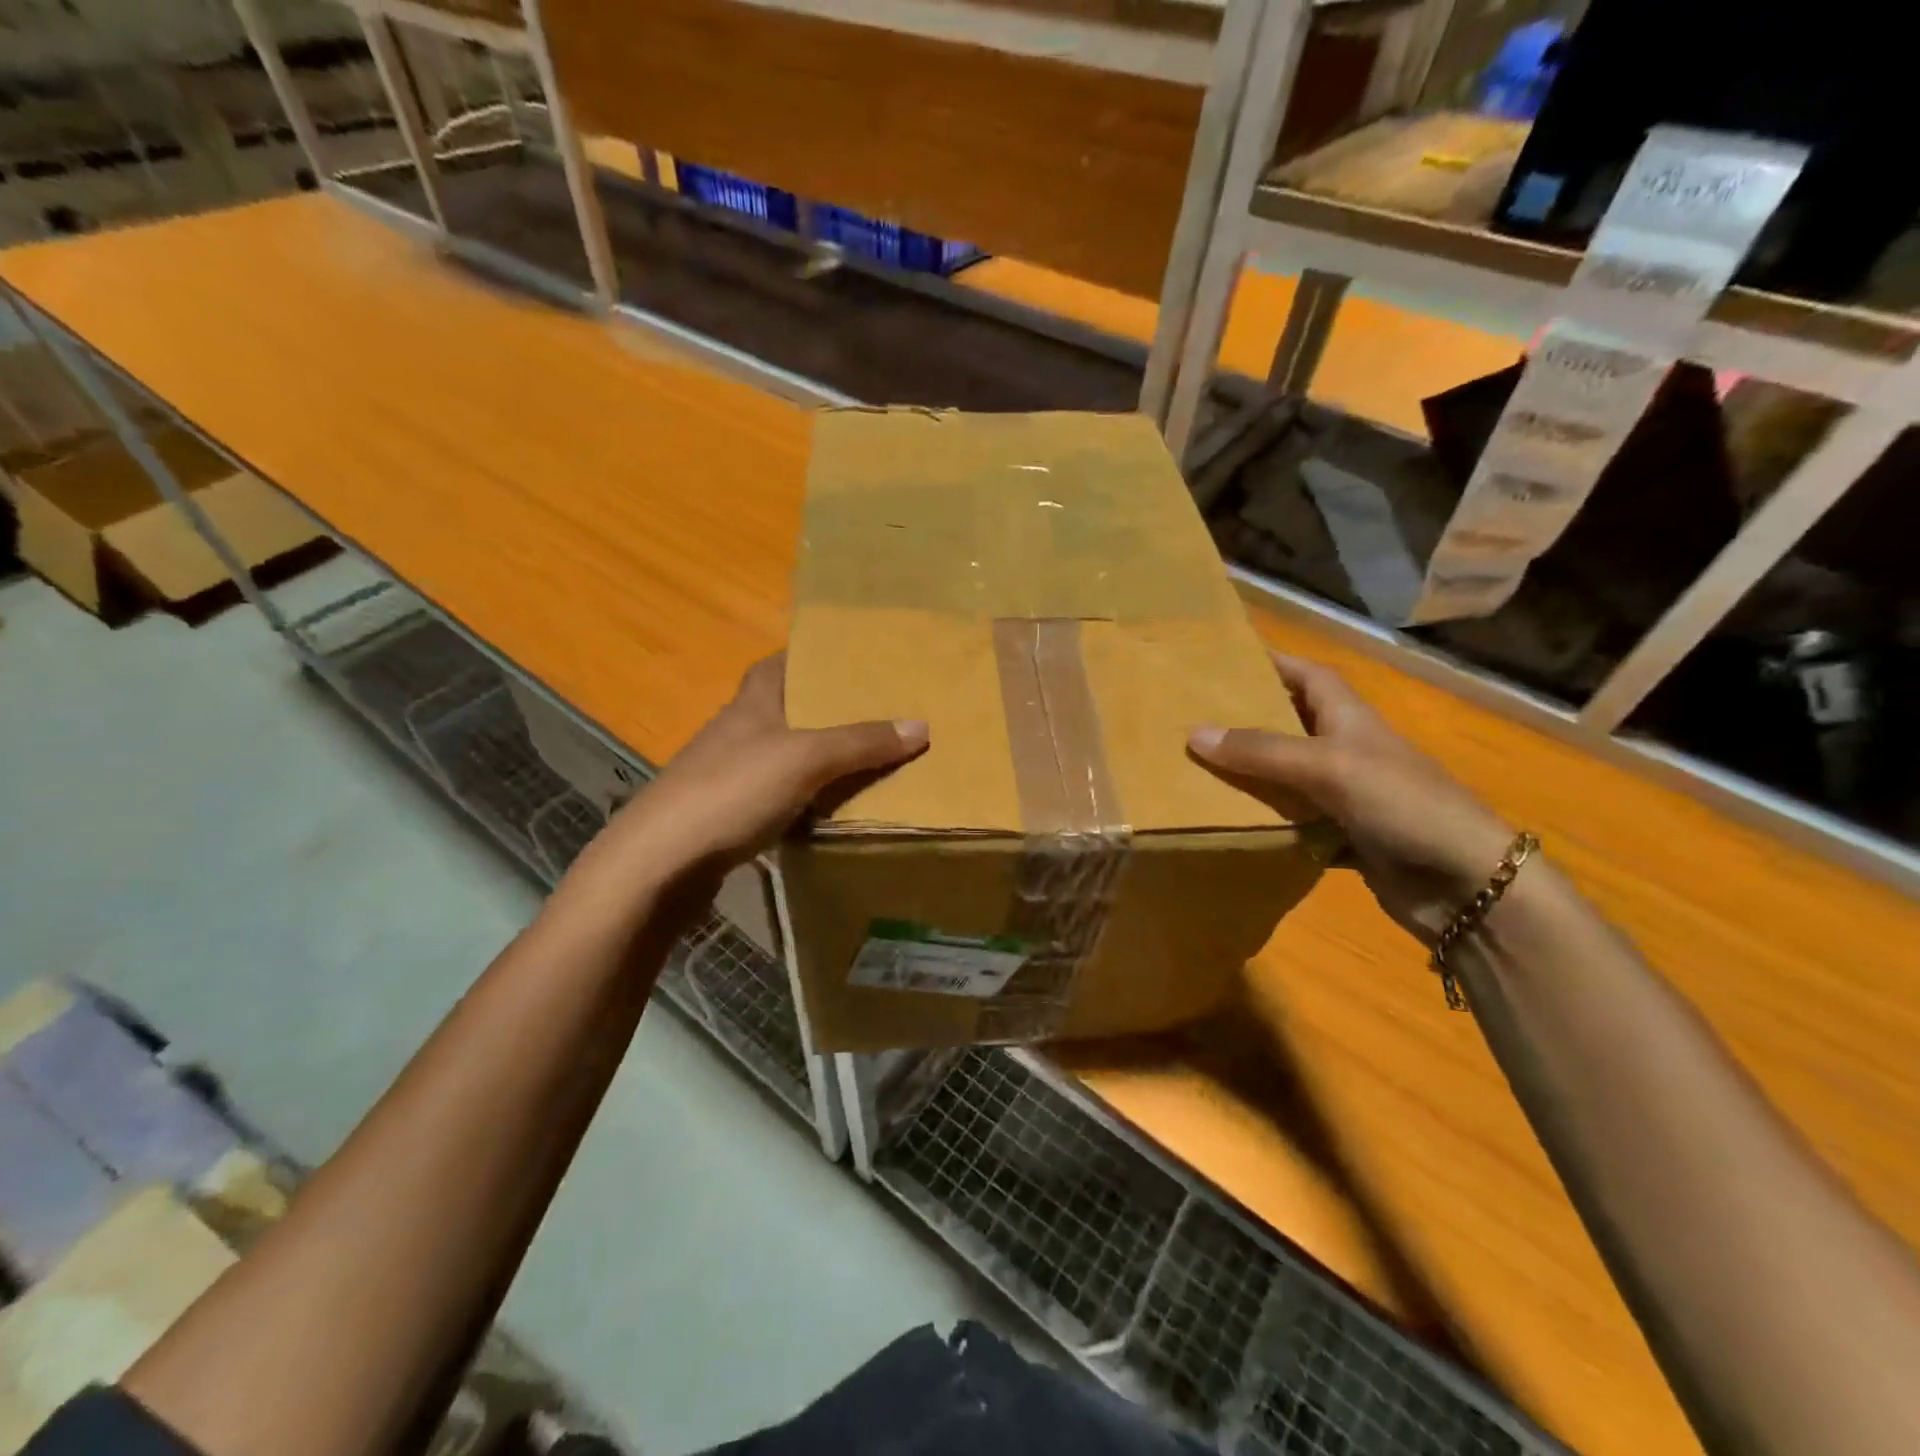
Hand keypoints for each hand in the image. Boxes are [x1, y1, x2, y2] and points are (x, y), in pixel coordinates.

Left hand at [578, 653, 927, 886]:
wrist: (661, 863)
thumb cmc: (731, 790)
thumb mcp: (805, 759)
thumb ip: (861, 743)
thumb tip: (922, 726)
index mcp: (753, 703)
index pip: (779, 663)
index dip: (811, 657)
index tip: (853, 661)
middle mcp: (739, 731)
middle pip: (787, 709)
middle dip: (826, 710)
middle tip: (876, 714)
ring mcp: (729, 774)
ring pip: (784, 755)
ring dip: (818, 757)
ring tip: (867, 759)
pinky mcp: (727, 814)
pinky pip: (778, 795)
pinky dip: (804, 797)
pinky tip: (830, 809)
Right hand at [1188, 654, 1513, 944]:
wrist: (1468, 884)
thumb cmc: (1403, 804)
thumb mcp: (1327, 766)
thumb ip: (1261, 751)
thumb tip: (1193, 734)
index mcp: (1350, 719)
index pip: (1308, 675)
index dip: (1272, 663)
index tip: (1223, 662)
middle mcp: (1348, 751)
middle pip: (1292, 725)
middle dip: (1249, 721)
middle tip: (1195, 721)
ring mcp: (1350, 797)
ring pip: (1290, 778)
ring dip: (1253, 777)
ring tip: (1198, 772)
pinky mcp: (1349, 838)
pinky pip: (1298, 824)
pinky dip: (1271, 824)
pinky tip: (1234, 827)